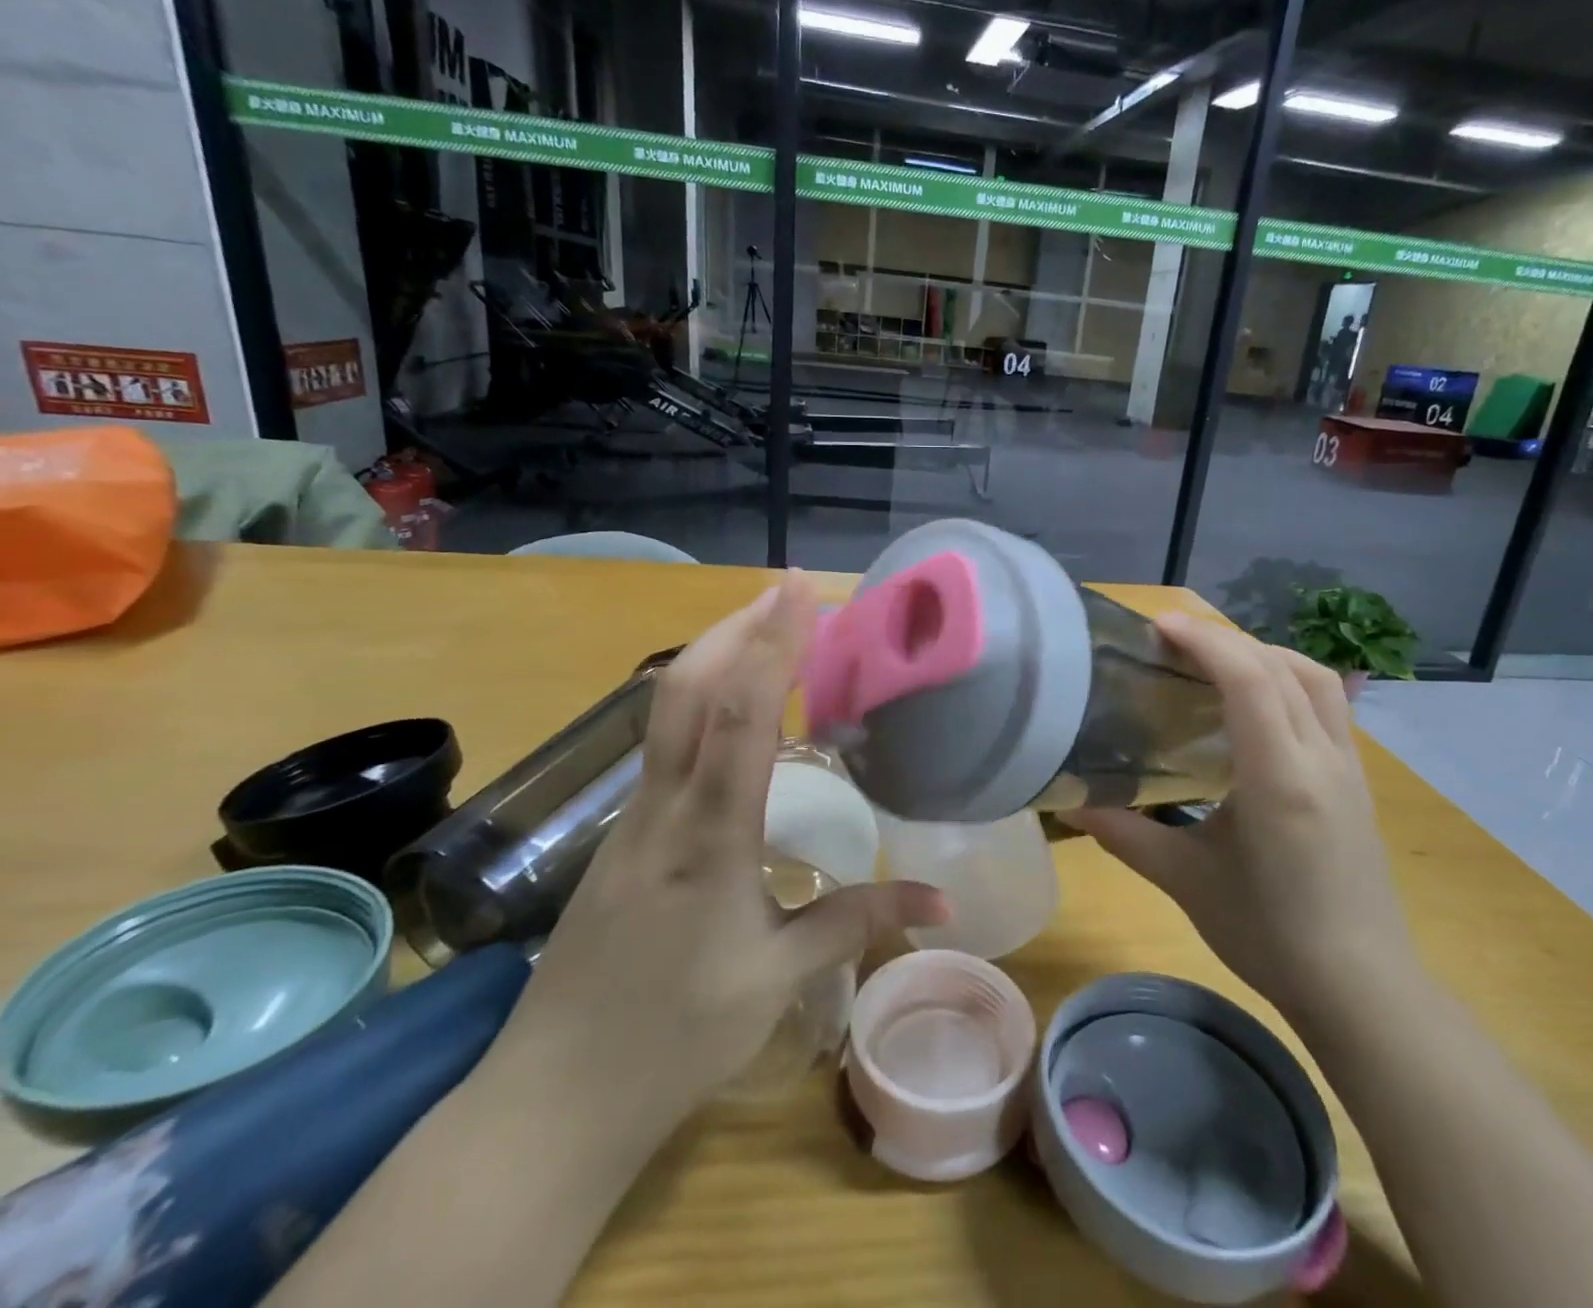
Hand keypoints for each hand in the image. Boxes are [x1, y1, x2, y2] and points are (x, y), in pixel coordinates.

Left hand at [486, 572, 948, 1160]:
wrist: (555, 1096)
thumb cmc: (675, 1037)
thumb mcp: (778, 978)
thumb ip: (858, 921)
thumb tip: (943, 898)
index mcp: (708, 838)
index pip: (741, 716)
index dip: (774, 644)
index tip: (801, 590)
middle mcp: (662, 809)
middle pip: (687, 689)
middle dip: (739, 627)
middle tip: (789, 590)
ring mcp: (631, 817)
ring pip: (665, 709)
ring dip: (715, 653)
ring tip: (766, 628)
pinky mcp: (621, 833)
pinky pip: (662, 742)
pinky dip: (700, 698)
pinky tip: (730, 707)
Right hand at [1069, 613, 1416, 1028]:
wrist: (1363, 989)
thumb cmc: (1270, 936)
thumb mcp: (1185, 882)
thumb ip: (1123, 834)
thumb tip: (1066, 801)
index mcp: (1279, 778)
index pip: (1249, 679)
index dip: (1205, 640)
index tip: (1159, 626)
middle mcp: (1322, 758)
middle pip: (1280, 666)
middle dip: (1226, 639)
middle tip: (1173, 640)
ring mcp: (1349, 767)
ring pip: (1314, 678)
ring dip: (1264, 654)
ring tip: (1216, 660)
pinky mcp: (1358, 780)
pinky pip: (1327, 704)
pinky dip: (1288, 679)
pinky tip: (1257, 704)